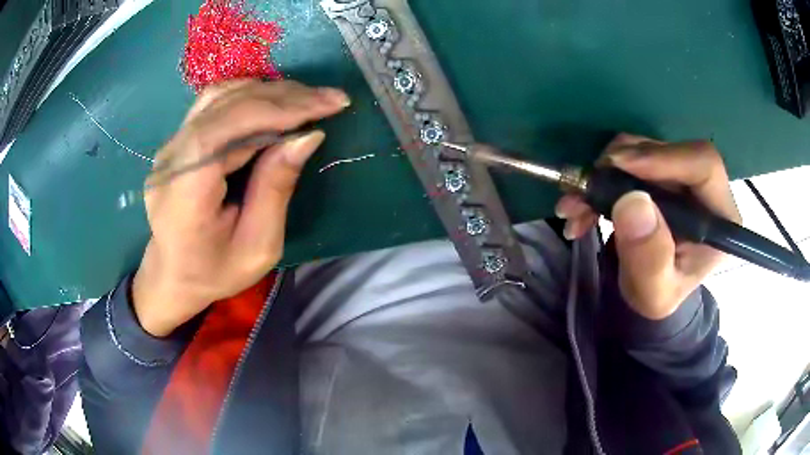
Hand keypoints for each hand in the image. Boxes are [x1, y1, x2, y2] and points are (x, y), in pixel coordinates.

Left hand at [132, 80, 349, 336]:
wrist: (174, 274)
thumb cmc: (215, 271)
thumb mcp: (258, 247)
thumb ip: (276, 188)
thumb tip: (308, 135)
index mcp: (185, 193)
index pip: (227, 128)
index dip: (279, 110)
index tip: (327, 106)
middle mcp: (171, 159)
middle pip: (227, 105)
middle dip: (284, 97)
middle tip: (330, 99)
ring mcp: (171, 145)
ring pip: (221, 96)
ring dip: (269, 92)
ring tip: (308, 99)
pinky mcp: (178, 139)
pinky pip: (215, 102)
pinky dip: (250, 95)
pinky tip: (275, 102)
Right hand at [555, 134, 740, 319]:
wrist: (650, 289)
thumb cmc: (658, 296)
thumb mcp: (653, 294)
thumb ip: (649, 259)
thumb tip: (632, 203)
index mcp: (719, 217)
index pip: (703, 164)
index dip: (663, 157)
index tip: (618, 166)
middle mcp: (705, 188)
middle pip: (668, 150)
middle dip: (621, 167)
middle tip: (584, 192)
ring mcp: (681, 175)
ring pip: (644, 148)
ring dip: (604, 172)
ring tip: (577, 206)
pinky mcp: (660, 171)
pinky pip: (630, 156)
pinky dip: (602, 175)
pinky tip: (584, 203)